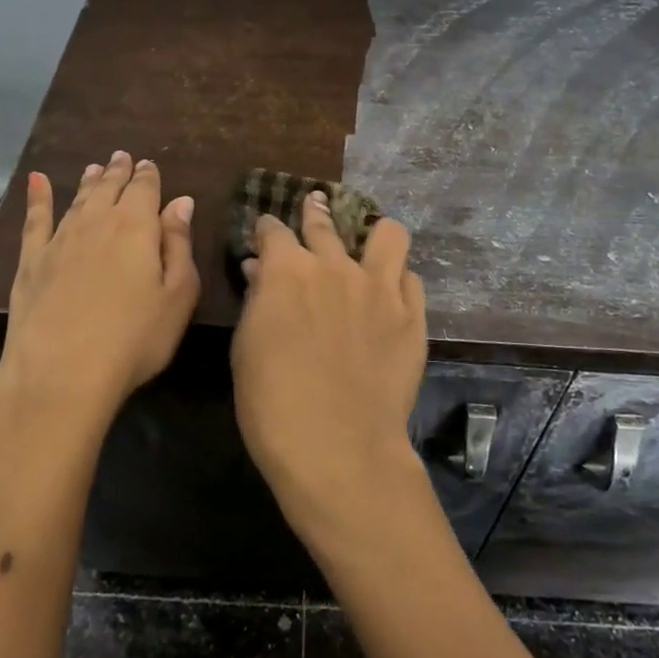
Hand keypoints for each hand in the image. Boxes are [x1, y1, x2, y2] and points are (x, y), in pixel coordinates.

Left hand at [0, 152, 199, 431]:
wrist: (60, 373)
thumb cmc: (133, 338)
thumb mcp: (177, 296)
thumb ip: (179, 244)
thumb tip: (181, 202)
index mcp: (137, 227)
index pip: (145, 190)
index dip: (148, 176)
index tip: (149, 164)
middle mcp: (98, 222)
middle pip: (110, 188)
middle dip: (118, 172)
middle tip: (122, 157)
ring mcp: (60, 240)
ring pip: (78, 199)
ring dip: (88, 181)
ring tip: (94, 168)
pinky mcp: (31, 261)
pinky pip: (35, 219)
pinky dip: (37, 197)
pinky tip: (36, 181)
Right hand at [231, 191, 427, 543]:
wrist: (338, 448)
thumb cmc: (273, 403)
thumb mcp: (246, 349)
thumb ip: (257, 300)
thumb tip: (260, 270)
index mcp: (288, 270)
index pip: (273, 230)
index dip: (266, 230)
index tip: (264, 236)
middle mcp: (335, 265)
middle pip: (324, 222)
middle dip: (315, 212)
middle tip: (314, 209)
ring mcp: (380, 288)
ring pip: (388, 234)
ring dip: (373, 234)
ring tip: (368, 244)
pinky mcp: (412, 315)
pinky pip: (411, 278)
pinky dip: (397, 279)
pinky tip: (389, 293)